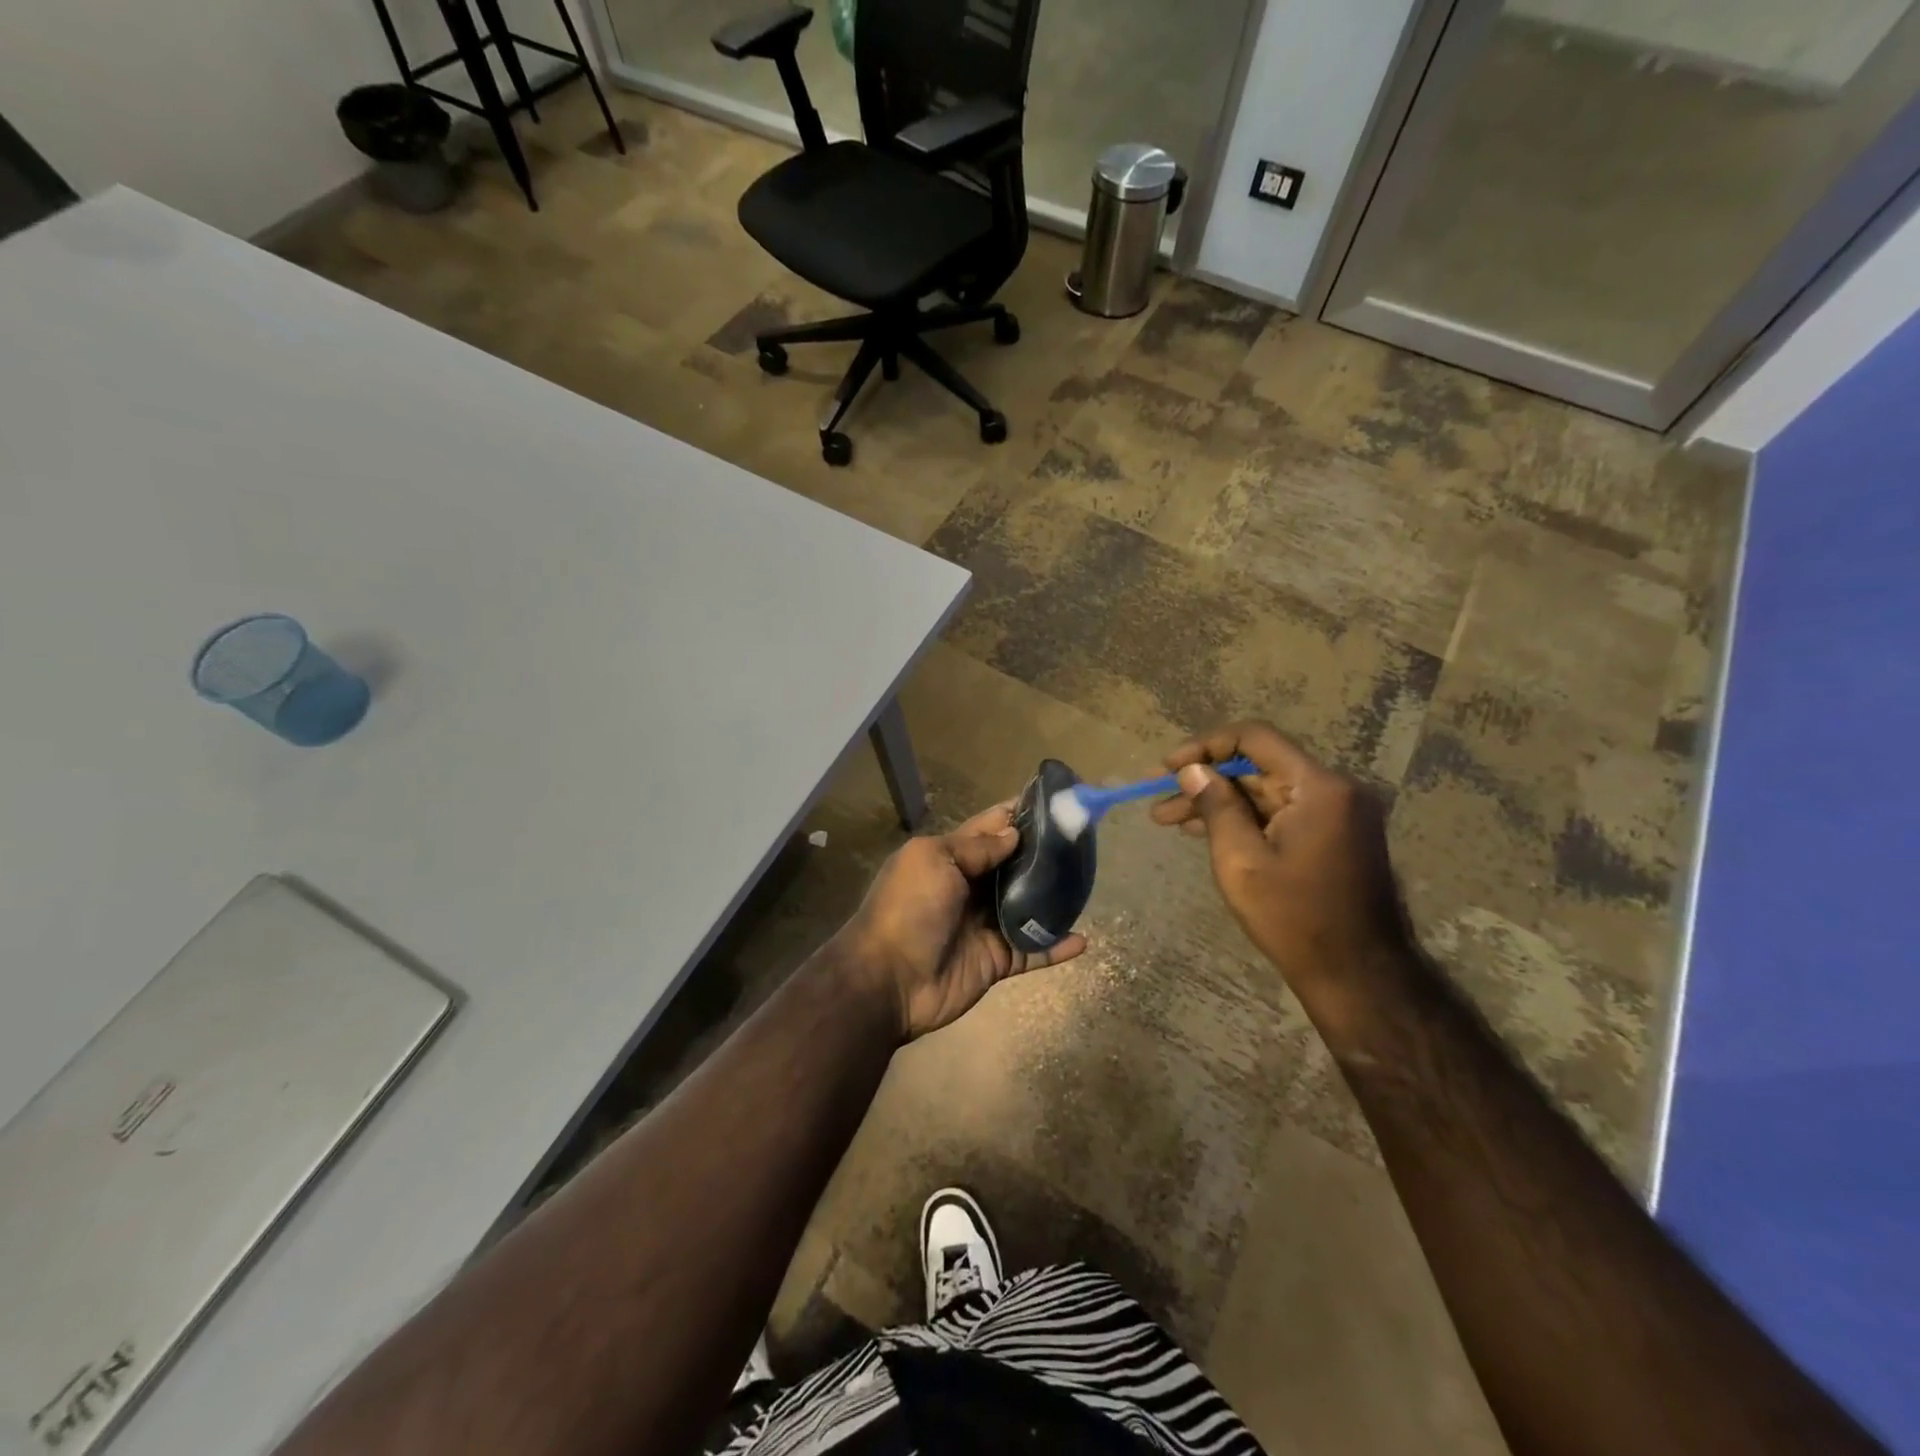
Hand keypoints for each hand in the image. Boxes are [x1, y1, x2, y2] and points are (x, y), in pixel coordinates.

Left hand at [839, 802, 1087, 1040]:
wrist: (887, 980)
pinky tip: (1083, 939)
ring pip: (1028, 907)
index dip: (1018, 814)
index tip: (1054, 800)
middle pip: (1014, 866)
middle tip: (1083, 839)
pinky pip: (1033, 951)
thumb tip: (1013, 833)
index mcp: (950, 858)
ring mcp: (985, 926)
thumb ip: (976, 847)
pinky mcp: (996, 960)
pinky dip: (1056, 946)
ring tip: (1088, 881)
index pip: (990, 828)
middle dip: (1044, 853)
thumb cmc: (908, 909)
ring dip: (1055, 897)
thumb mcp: (934, 861)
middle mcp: (971, 888)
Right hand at [1150, 722, 1407, 991]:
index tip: (1168, 768)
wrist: (1357, 975)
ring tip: (1168, 819)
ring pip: (1265, 792)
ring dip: (1219, 802)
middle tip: (1159, 799)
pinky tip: (1204, 831)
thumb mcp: (1241, 860)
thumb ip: (1216, 806)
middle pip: (1258, 766)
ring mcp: (1337, 813)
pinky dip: (1244, 818)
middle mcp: (1335, 789)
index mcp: (1319, 787)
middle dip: (1205, 781)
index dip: (1205, 746)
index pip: (1255, 738)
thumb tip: (1192, 770)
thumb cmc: (1294, 918)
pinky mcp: (1334, 835)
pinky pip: (1280, 813)